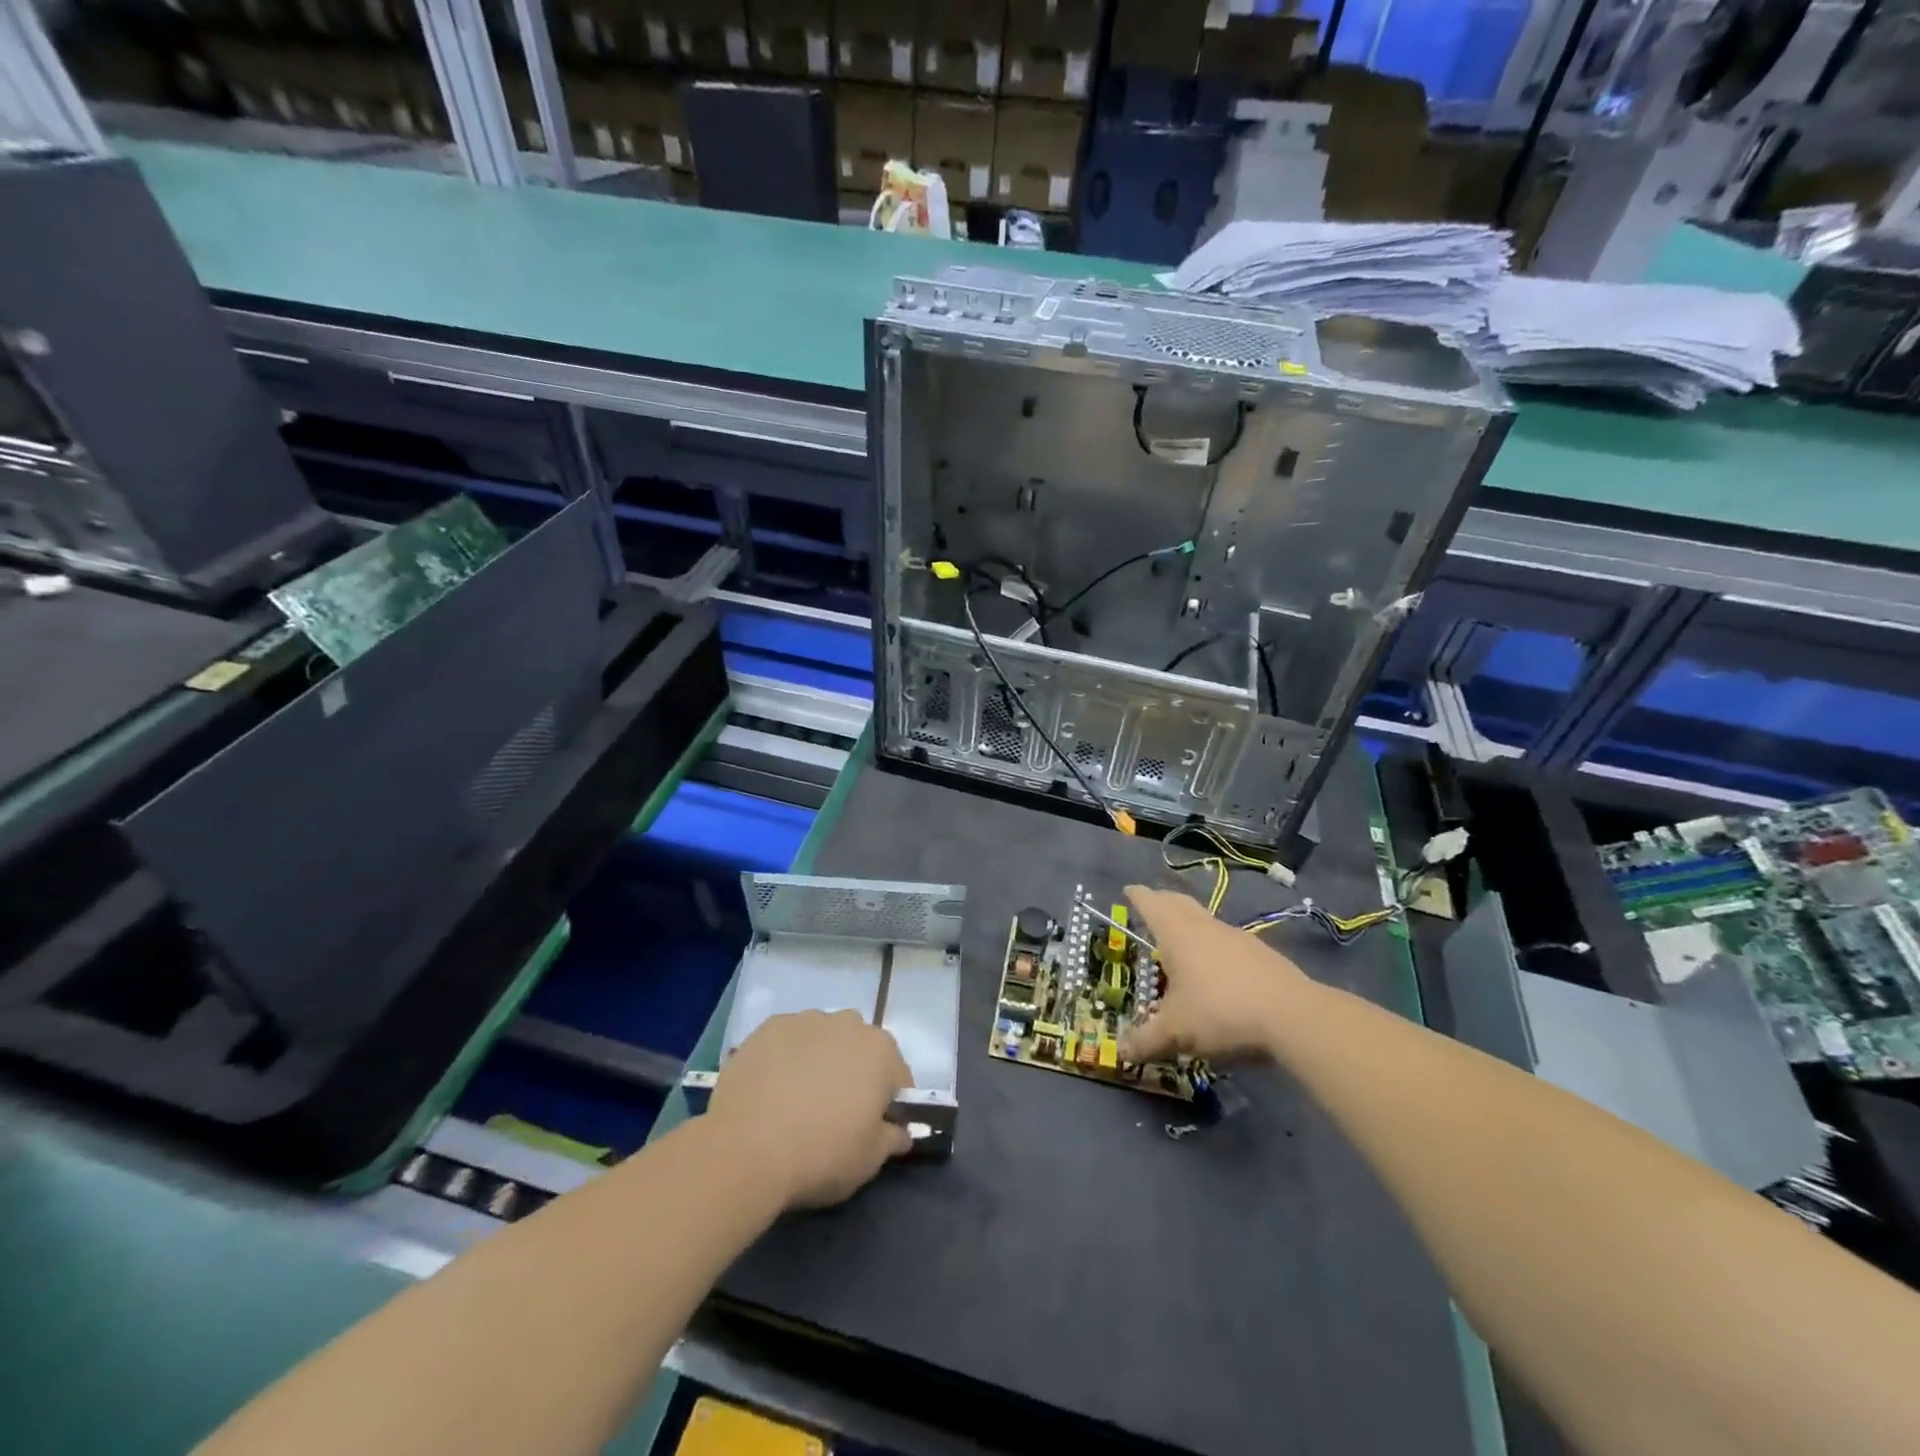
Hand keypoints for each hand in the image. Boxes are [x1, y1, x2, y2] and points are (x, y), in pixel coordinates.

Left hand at [708, 1010, 913, 1210]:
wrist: (746, 1148)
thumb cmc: (821, 1154)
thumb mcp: (870, 1160)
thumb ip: (892, 1139)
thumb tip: (900, 1131)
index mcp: (881, 1051)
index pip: (898, 1078)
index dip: (889, 1106)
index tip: (874, 1130)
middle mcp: (848, 1023)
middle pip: (860, 1050)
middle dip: (855, 1075)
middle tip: (835, 1115)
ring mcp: (806, 1021)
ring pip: (823, 1040)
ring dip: (820, 1062)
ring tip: (797, 1102)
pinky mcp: (769, 1027)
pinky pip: (788, 1042)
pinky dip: (786, 1059)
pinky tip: (772, 1090)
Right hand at [1119, 884, 1309, 1064]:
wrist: (1293, 1017)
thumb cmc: (1220, 1012)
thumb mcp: (1175, 1032)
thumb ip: (1146, 1041)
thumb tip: (1122, 1052)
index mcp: (1177, 933)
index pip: (1151, 903)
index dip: (1137, 896)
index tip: (1128, 890)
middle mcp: (1205, 926)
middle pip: (1179, 902)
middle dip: (1163, 900)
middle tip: (1152, 905)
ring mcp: (1238, 938)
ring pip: (1206, 921)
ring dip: (1191, 924)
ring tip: (1182, 942)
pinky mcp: (1263, 955)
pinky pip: (1228, 942)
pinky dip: (1214, 947)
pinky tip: (1217, 971)